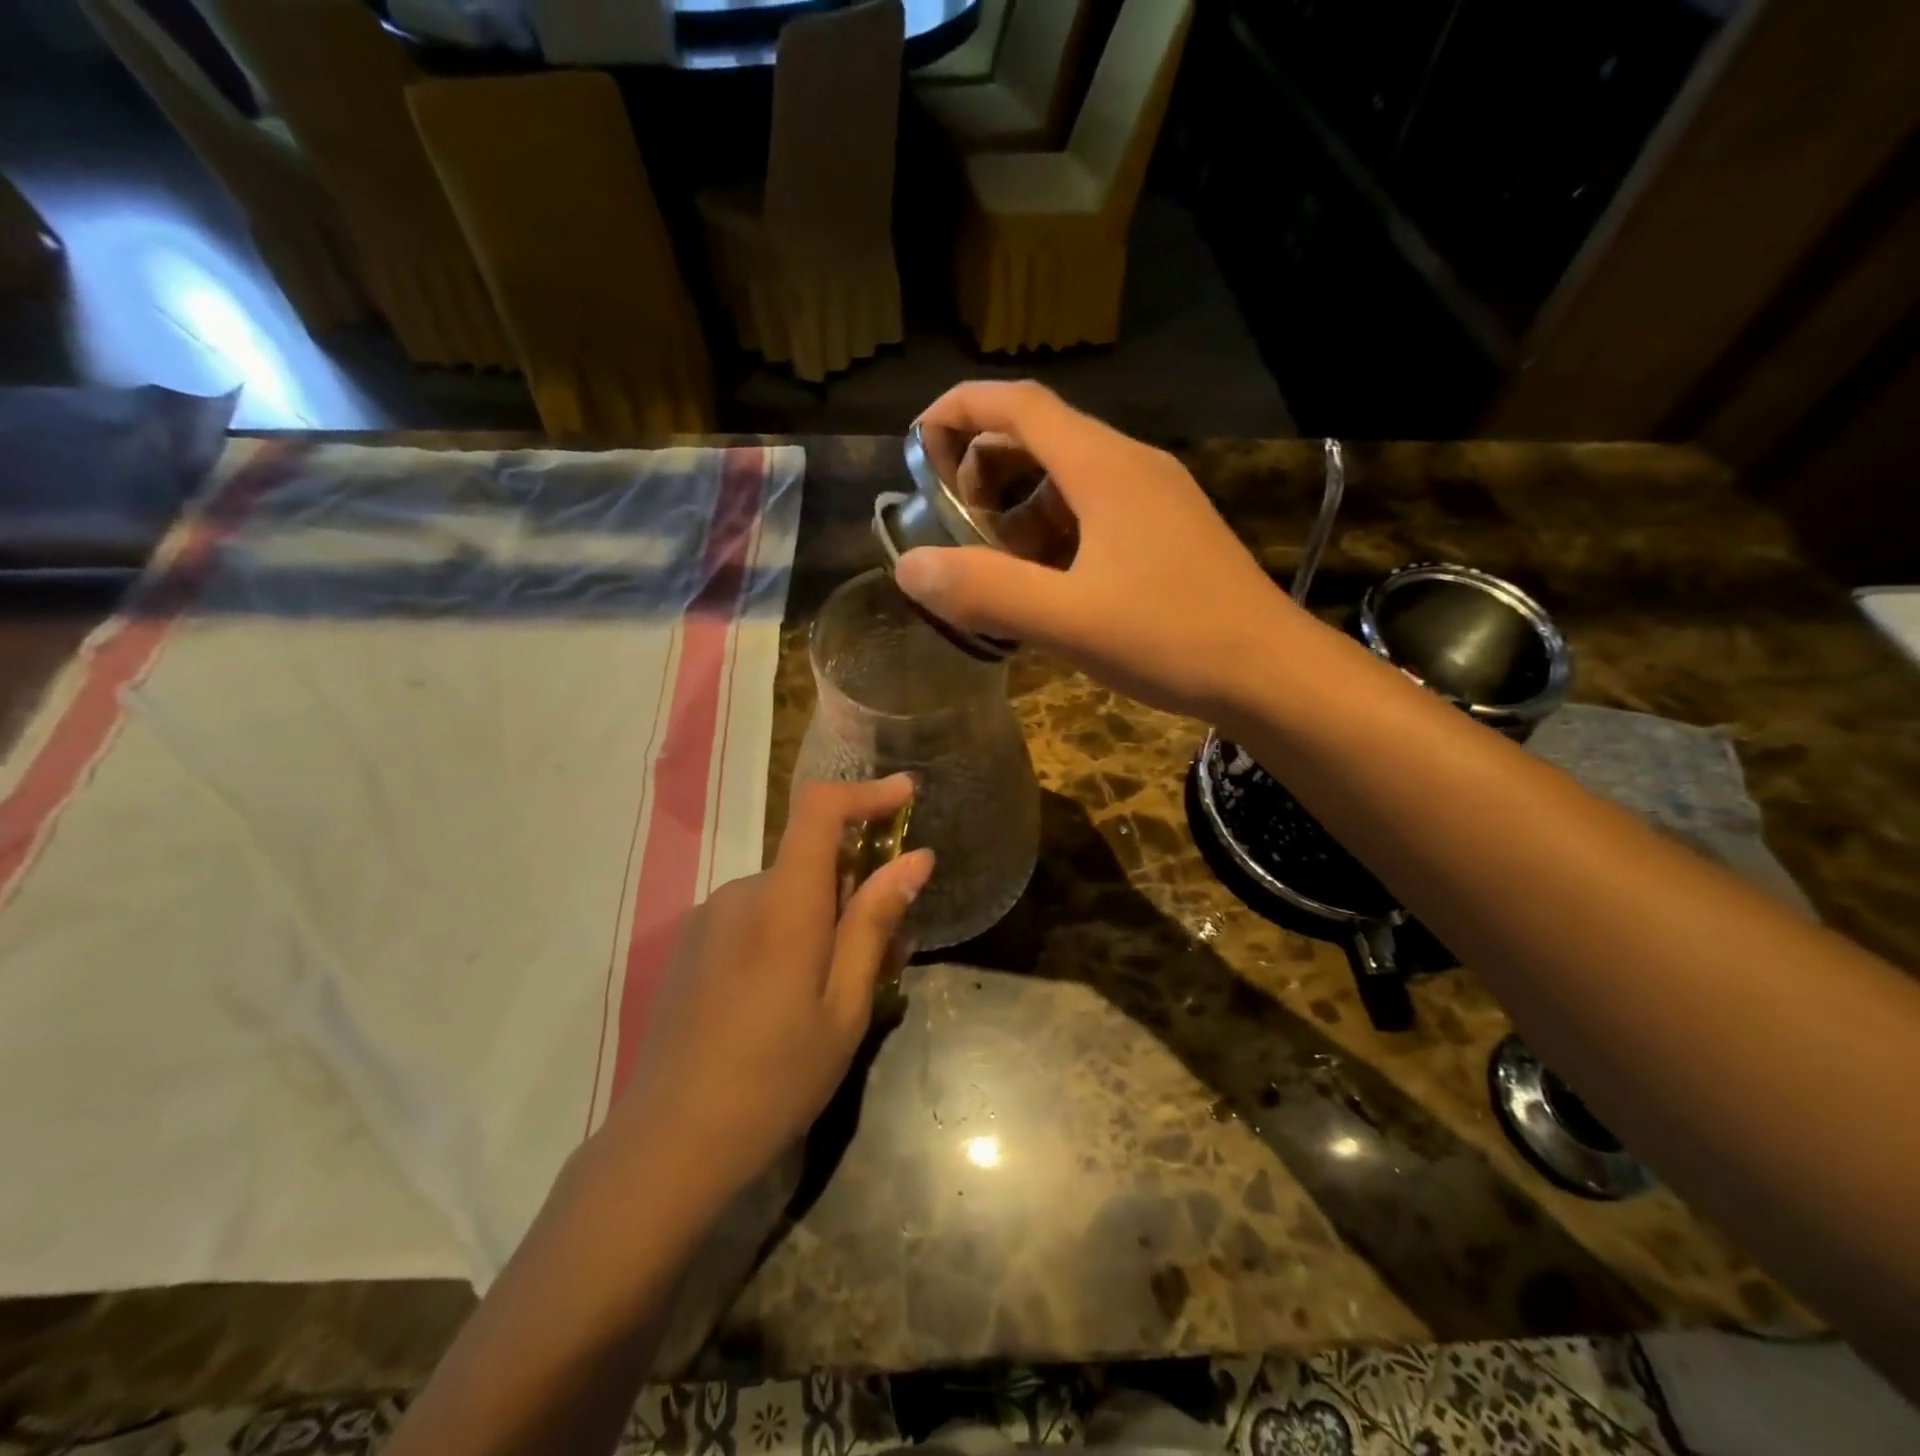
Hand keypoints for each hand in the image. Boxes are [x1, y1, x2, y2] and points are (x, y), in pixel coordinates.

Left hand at [599, 776, 933, 1207]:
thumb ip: (874, 924)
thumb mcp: (844, 1008)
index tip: (906, 795)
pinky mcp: (693, 942)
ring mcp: (710, 916)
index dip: (866, 792)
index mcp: (782, 904)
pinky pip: (755, 914)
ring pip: (786, 891)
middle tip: (889, 948)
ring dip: (823, 915)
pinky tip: (789, 995)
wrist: (668, 1143)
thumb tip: (915, 858)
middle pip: (811, 858)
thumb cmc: (775, 1079)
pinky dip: (788, 931)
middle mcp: (741, 893)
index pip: (820, 810)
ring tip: (840, 986)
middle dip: (857, 884)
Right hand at [893, 382, 1302, 722]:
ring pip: (1065, 481)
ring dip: (1018, 513)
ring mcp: (1154, 499)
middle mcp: (1129, 465)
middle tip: (955, 530)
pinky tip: (1048, 590)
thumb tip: (909, 568)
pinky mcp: (1166, 533)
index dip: (958, 411)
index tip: (914, 446)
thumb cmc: (1172, 638)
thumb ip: (984, 591)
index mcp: (1103, 467)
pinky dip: (1053, 537)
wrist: (1271, 673)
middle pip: (1038, 438)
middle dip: (983, 473)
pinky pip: (1093, 514)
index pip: (1017, 405)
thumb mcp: (1067, 620)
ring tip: (998, 572)